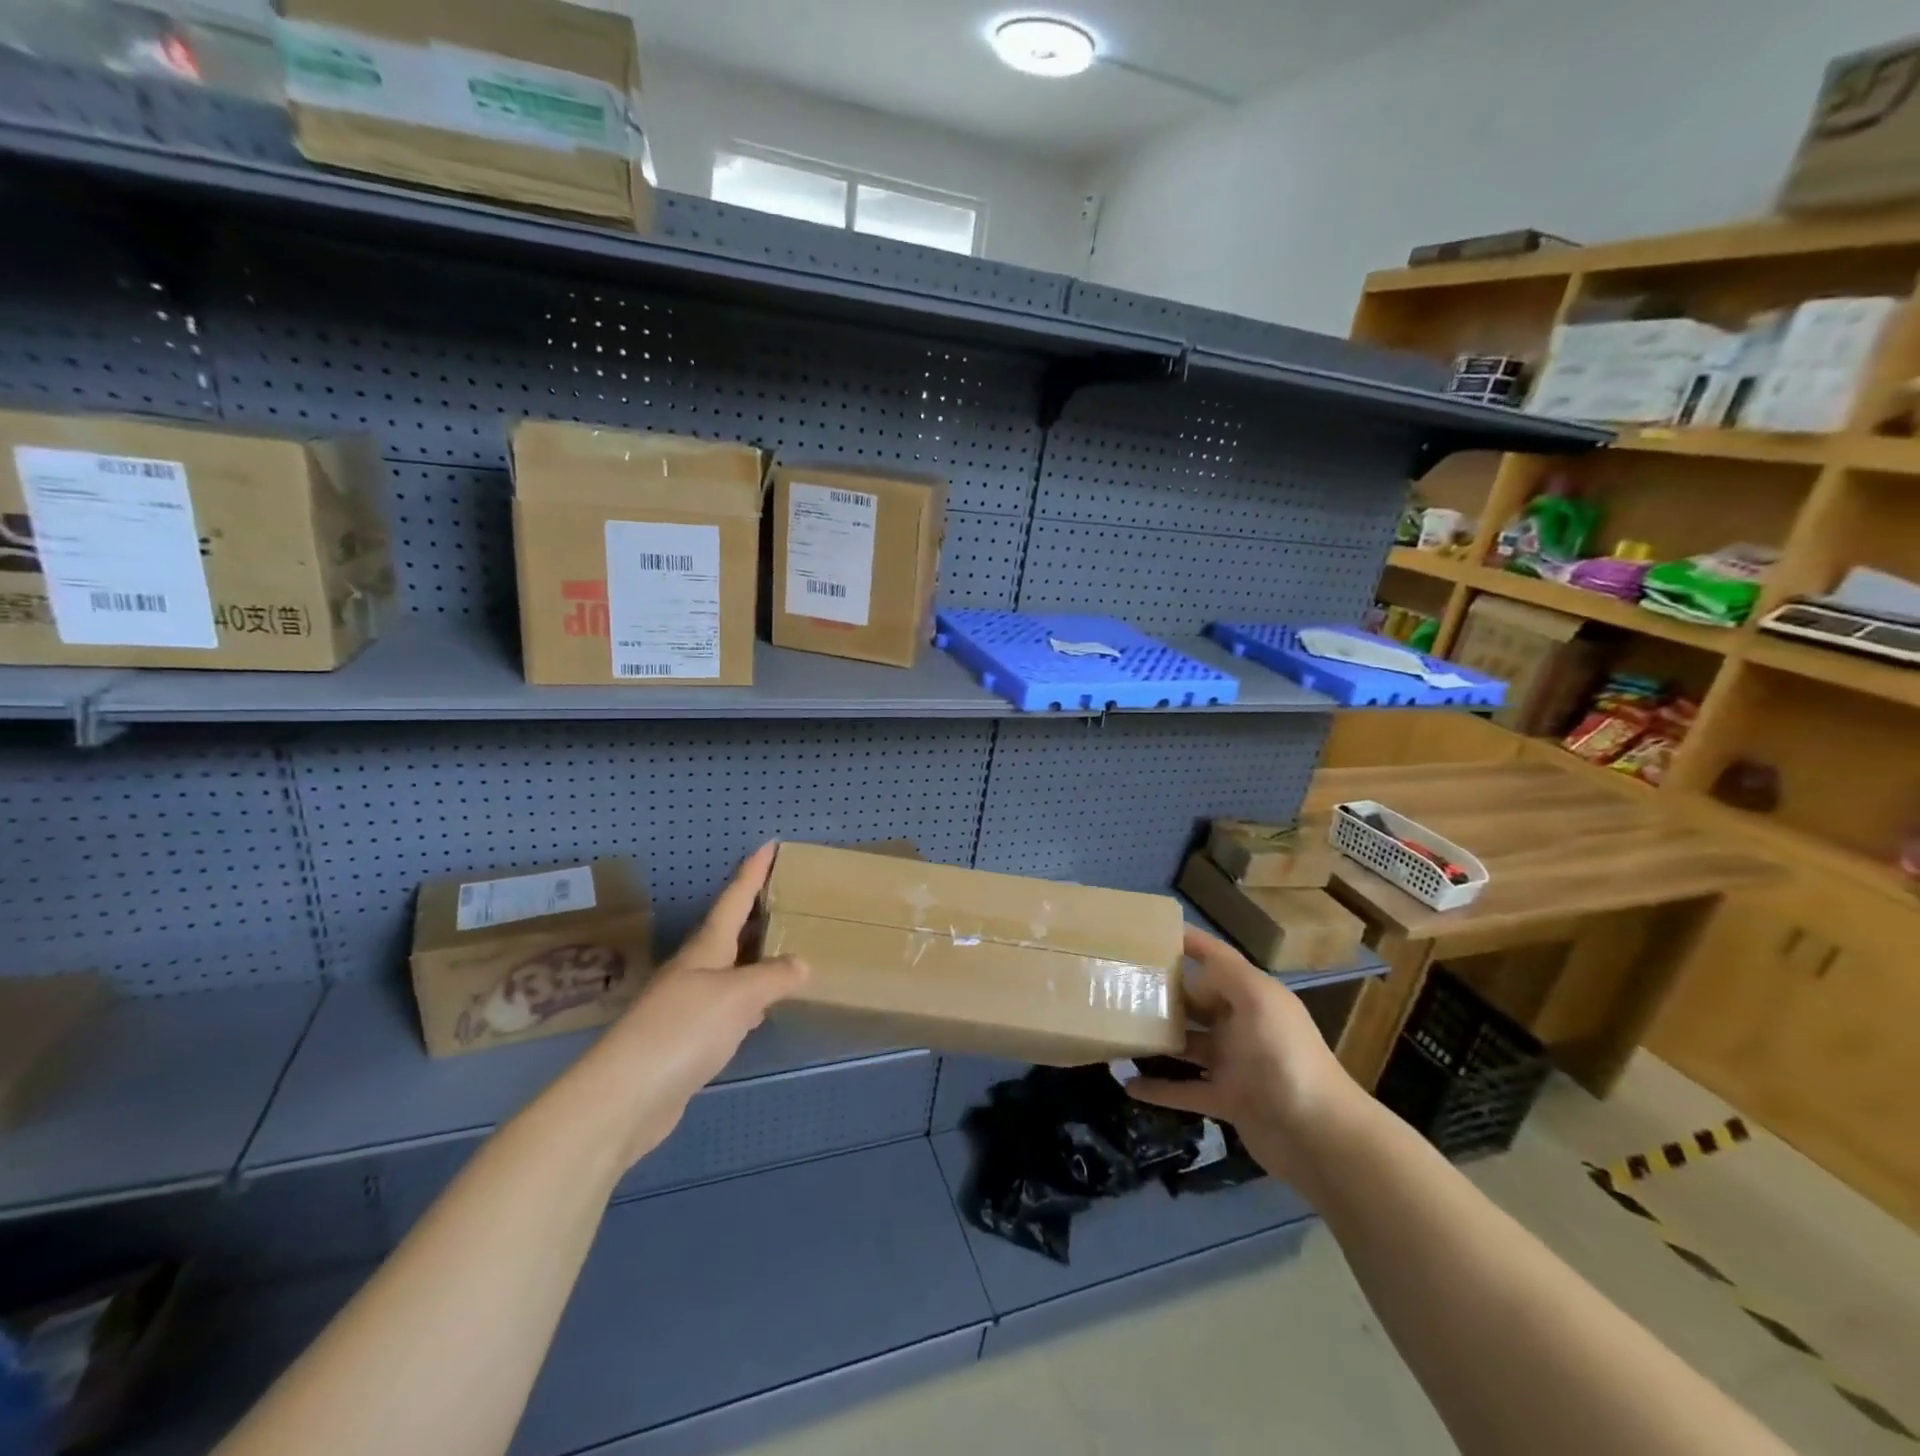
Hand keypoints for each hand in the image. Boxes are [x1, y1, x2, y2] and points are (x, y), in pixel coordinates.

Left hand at [579, 843, 807, 1166]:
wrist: (625, 1097)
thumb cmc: (683, 1030)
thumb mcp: (738, 996)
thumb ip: (773, 977)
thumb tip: (801, 964)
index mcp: (706, 949)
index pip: (734, 899)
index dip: (752, 871)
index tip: (769, 844)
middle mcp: (695, 969)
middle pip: (729, 931)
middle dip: (755, 911)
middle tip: (786, 895)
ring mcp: (688, 1005)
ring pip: (730, 969)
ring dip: (755, 956)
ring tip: (785, 947)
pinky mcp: (688, 1040)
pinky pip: (728, 1006)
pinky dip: (750, 999)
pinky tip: (763, 1009)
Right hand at [1127, 927, 1363, 1190]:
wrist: (1318, 1136)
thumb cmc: (1284, 1056)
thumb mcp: (1258, 1000)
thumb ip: (1224, 975)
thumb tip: (1190, 969)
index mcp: (1253, 995)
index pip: (1217, 959)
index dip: (1188, 942)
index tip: (1148, 931)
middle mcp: (1242, 1024)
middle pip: (1196, 1001)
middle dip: (1163, 992)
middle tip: (1118, 983)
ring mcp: (1234, 1064)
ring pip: (1186, 1044)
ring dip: (1156, 1039)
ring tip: (1115, 1029)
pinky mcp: (1226, 1101)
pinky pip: (1184, 1090)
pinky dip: (1157, 1088)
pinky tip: (1127, 1084)